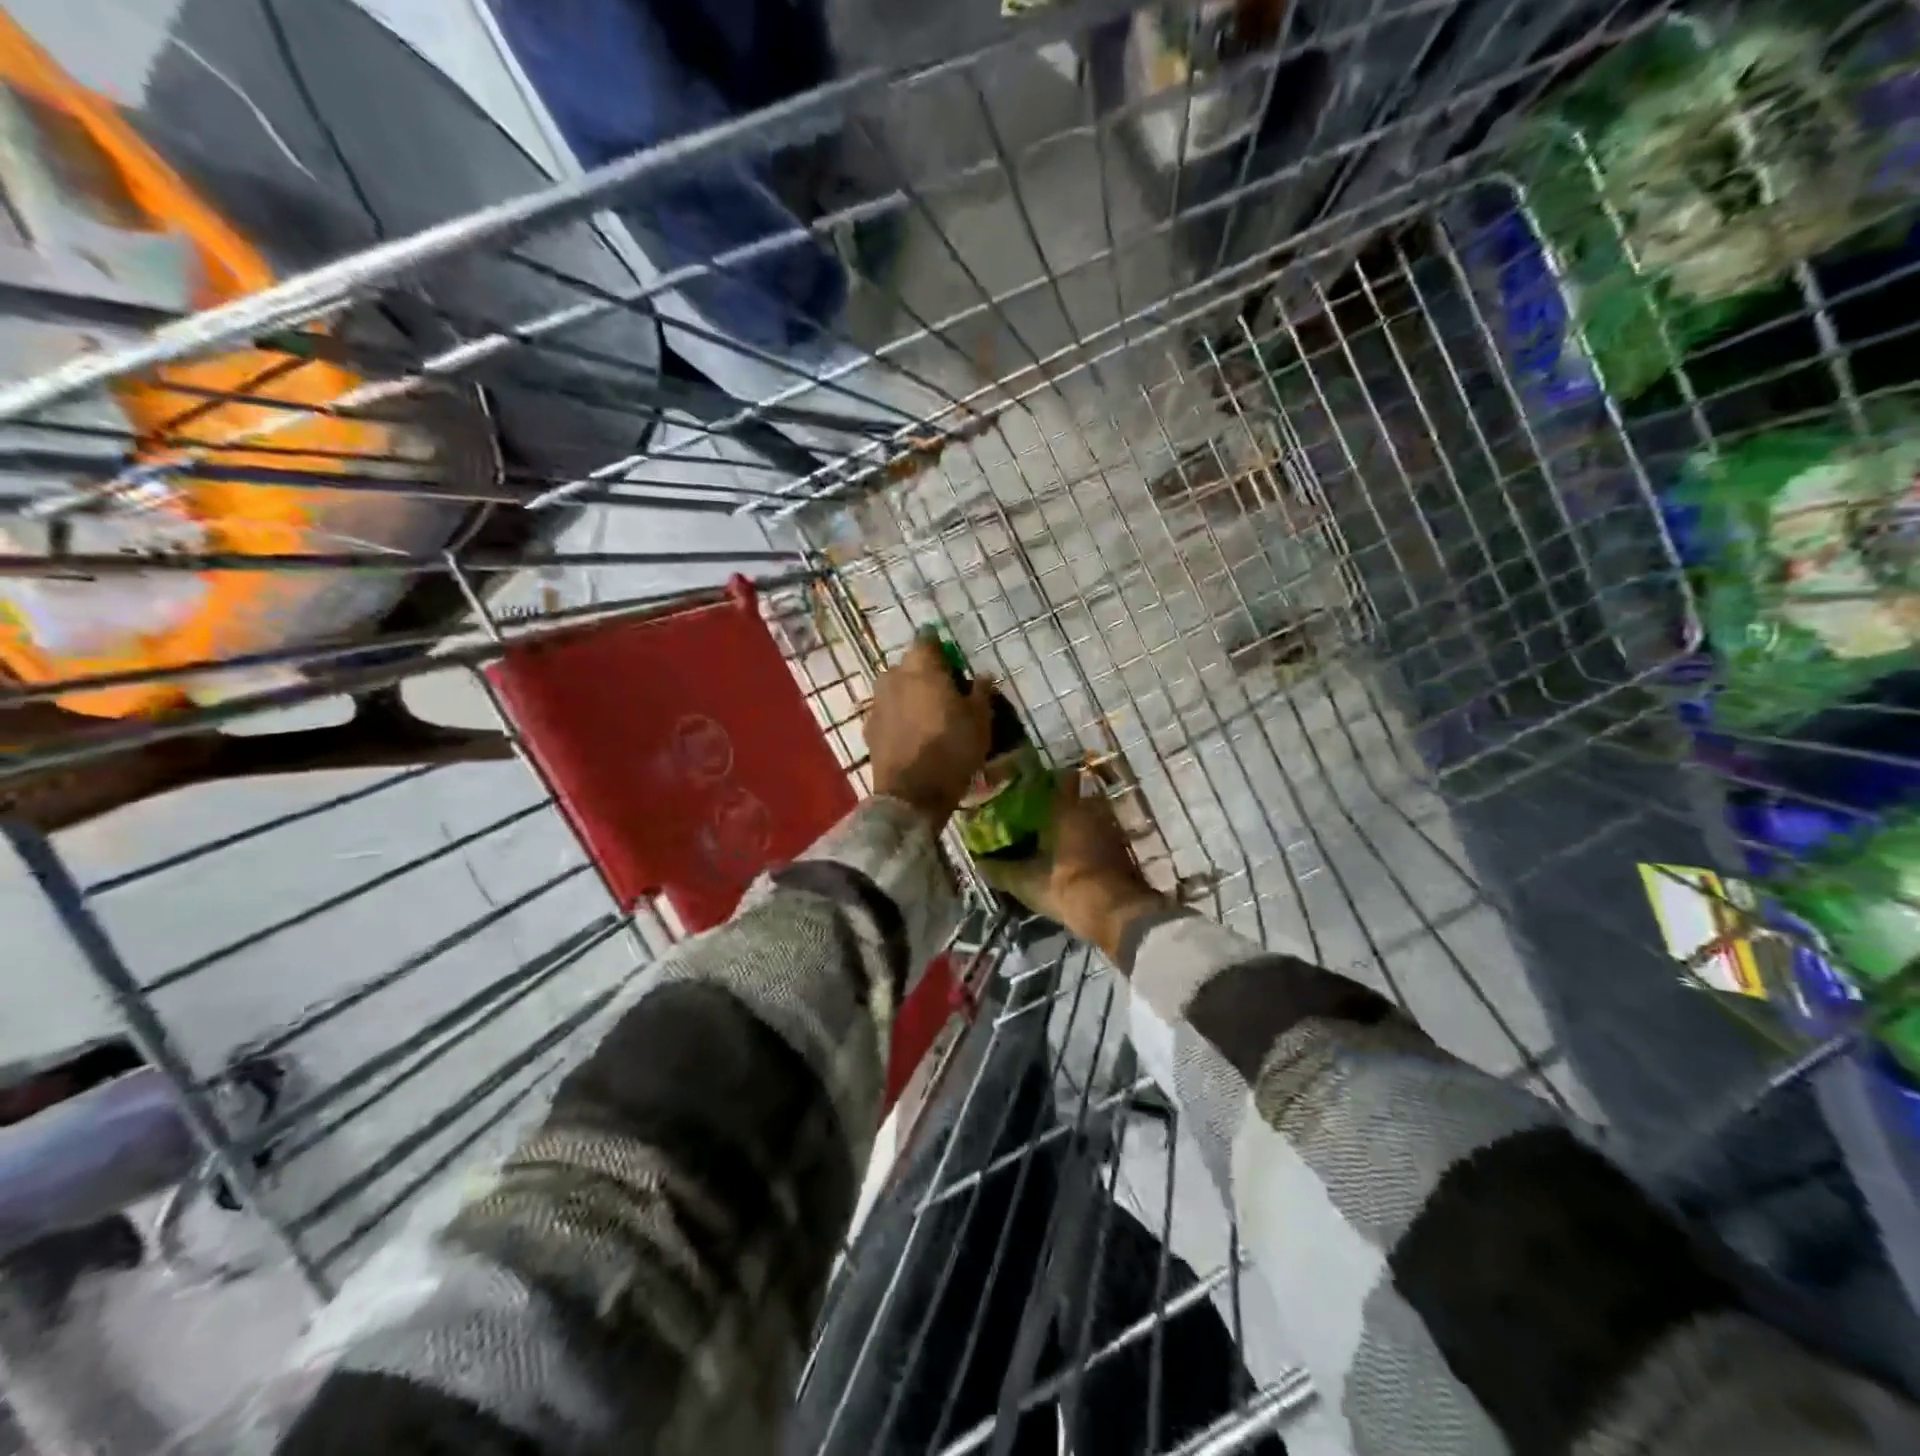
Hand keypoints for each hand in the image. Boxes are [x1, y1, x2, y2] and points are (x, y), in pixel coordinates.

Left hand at [867, 635, 995, 829]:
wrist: (912, 794)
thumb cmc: (952, 749)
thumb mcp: (980, 720)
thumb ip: (981, 692)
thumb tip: (984, 675)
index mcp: (920, 667)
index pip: (927, 640)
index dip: (941, 649)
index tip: (954, 665)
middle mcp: (892, 677)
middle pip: (909, 665)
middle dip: (924, 674)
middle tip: (945, 694)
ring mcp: (876, 703)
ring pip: (895, 689)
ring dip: (909, 697)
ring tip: (929, 718)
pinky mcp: (869, 729)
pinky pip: (888, 714)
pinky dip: (899, 719)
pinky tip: (913, 737)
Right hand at [979, 770, 1165, 962]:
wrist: (1115, 913)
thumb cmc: (1065, 887)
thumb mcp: (1025, 882)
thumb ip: (1000, 870)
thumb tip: (978, 862)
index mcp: (1067, 809)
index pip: (1060, 779)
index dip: (1044, 781)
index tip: (1028, 786)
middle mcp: (1092, 811)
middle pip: (1075, 798)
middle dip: (1058, 805)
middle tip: (1036, 815)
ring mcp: (1111, 830)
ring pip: (1089, 818)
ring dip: (1074, 825)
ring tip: (1052, 837)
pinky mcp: (1123, 850)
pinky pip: (1100, 836)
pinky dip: (1087, 842)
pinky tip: (1071, 856)